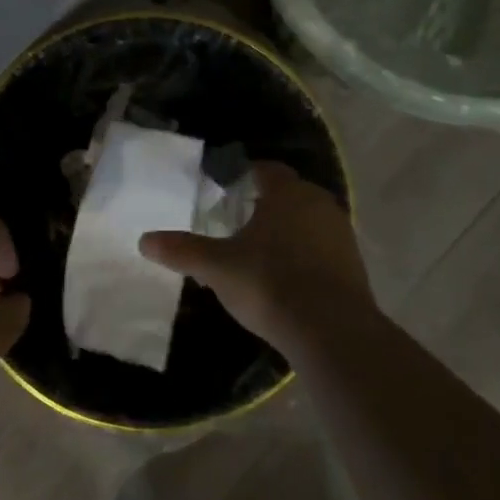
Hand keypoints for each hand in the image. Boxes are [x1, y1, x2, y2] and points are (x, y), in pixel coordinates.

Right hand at [139, 161, 373, 357]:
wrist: (331, 330)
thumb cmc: (270, 283)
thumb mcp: (217, 267)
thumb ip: (183, 251)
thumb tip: (144, 240)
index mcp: (287, 193)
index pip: (267, 170)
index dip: (246, 175)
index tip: (228, 187)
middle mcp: (319, 203)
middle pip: (290, 194)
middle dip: (266, 204)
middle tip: (239, 221)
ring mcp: (341, 234)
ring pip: (309, 221)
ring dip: (288, 230)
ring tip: (261, 251)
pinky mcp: (354, 264)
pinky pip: (323, 248)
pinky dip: (306, 254)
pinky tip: (288, 278)